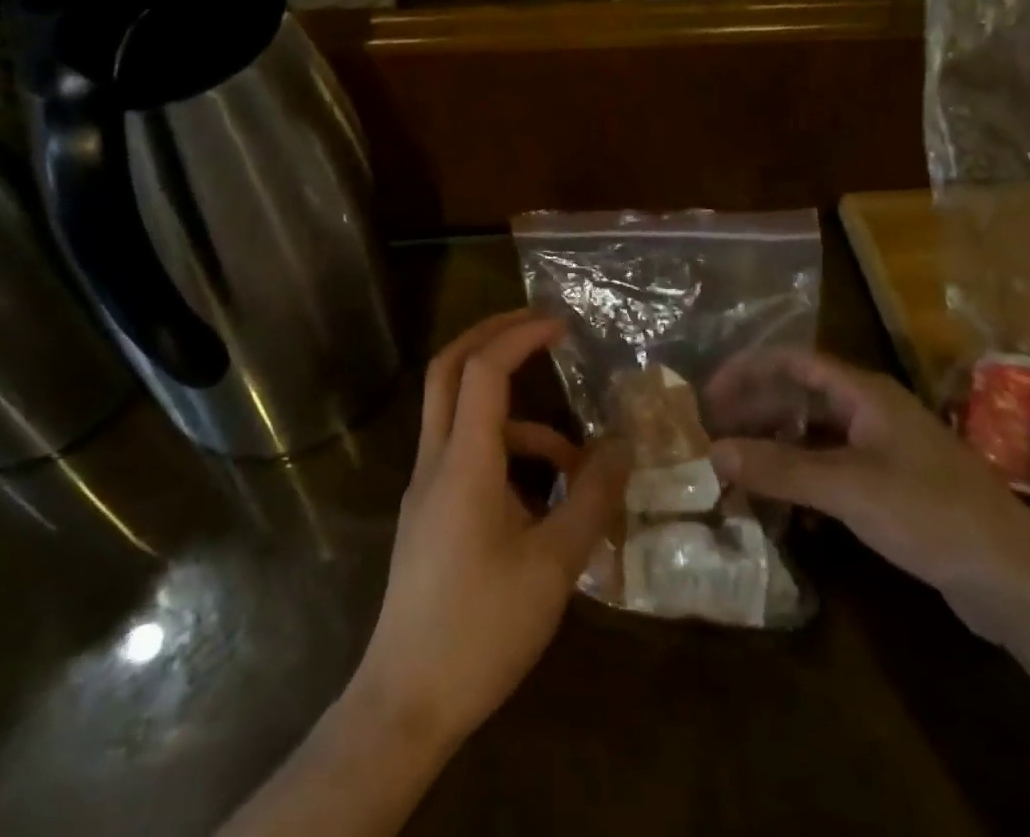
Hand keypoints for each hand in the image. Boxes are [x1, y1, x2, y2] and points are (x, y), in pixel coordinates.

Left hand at [350, 311, 629, 751]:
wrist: (405, 704)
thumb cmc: (481, 631)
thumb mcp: (553, 567)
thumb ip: (591, 499)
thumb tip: (624, 447)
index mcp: (464, 463)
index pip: (484, 370)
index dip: (521, 336)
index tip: (561, 325)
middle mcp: (436, 460)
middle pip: (449, 369)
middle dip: (492, 335)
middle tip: (538, 325)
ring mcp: (426, 486)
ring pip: (459, 414)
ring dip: (513, 413)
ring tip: (574, 458)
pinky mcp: (428, 512)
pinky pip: (465, 454)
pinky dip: (505, 453)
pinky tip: (543, 498)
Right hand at [708, 349, 1029, 639]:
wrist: (1015, 579)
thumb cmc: (930, 514)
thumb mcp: (847, 489)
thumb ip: (779, 468)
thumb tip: (713, 452)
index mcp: (863, 393)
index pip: (791, 361)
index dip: (746, 371)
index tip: (707, 395)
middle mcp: (869, 410)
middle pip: (798, 397)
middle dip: (754, 412)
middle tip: (713, 437)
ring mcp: (882, 448)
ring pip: (813, 435)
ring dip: (774, 448)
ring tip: (737, 470)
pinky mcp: (890, 486)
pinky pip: (830, 469)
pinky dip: (801, 479)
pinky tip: (783, 508)